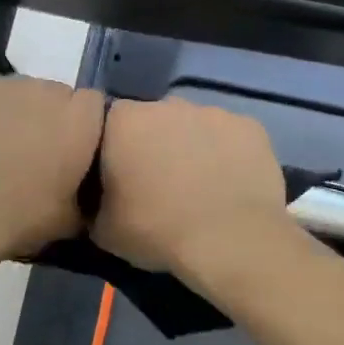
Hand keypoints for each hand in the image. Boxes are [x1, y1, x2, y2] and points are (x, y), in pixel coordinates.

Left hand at [0, 73, 106, 273]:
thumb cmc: (19, 219)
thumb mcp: (71, 219)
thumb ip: (88, 192)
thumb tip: (87, 189)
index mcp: (79, 120)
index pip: (94, 104)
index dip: (83, 124)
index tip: (71, 148)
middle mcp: (46, 91)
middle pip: (56, 94)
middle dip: (50, 116)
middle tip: (33, 149)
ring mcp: (4, 84)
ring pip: (20, 90)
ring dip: (16, 110)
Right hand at [92, 97, 291, 277]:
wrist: (230, 240)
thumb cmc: (157, 230)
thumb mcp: (103, 230)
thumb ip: (93, 203)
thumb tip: (98, 200)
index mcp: (124, 121)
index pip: (109, 124)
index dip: (113, 150)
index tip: (119, 178)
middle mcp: (168, 104)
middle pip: (154, 120)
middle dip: (154, 145)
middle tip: (159, 185)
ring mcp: (213, 112)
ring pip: (194, 127)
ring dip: (191, 149)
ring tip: (198, 188)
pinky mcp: (250, 127)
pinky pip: (230, 138)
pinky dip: (227, 155)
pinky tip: (229, 185)